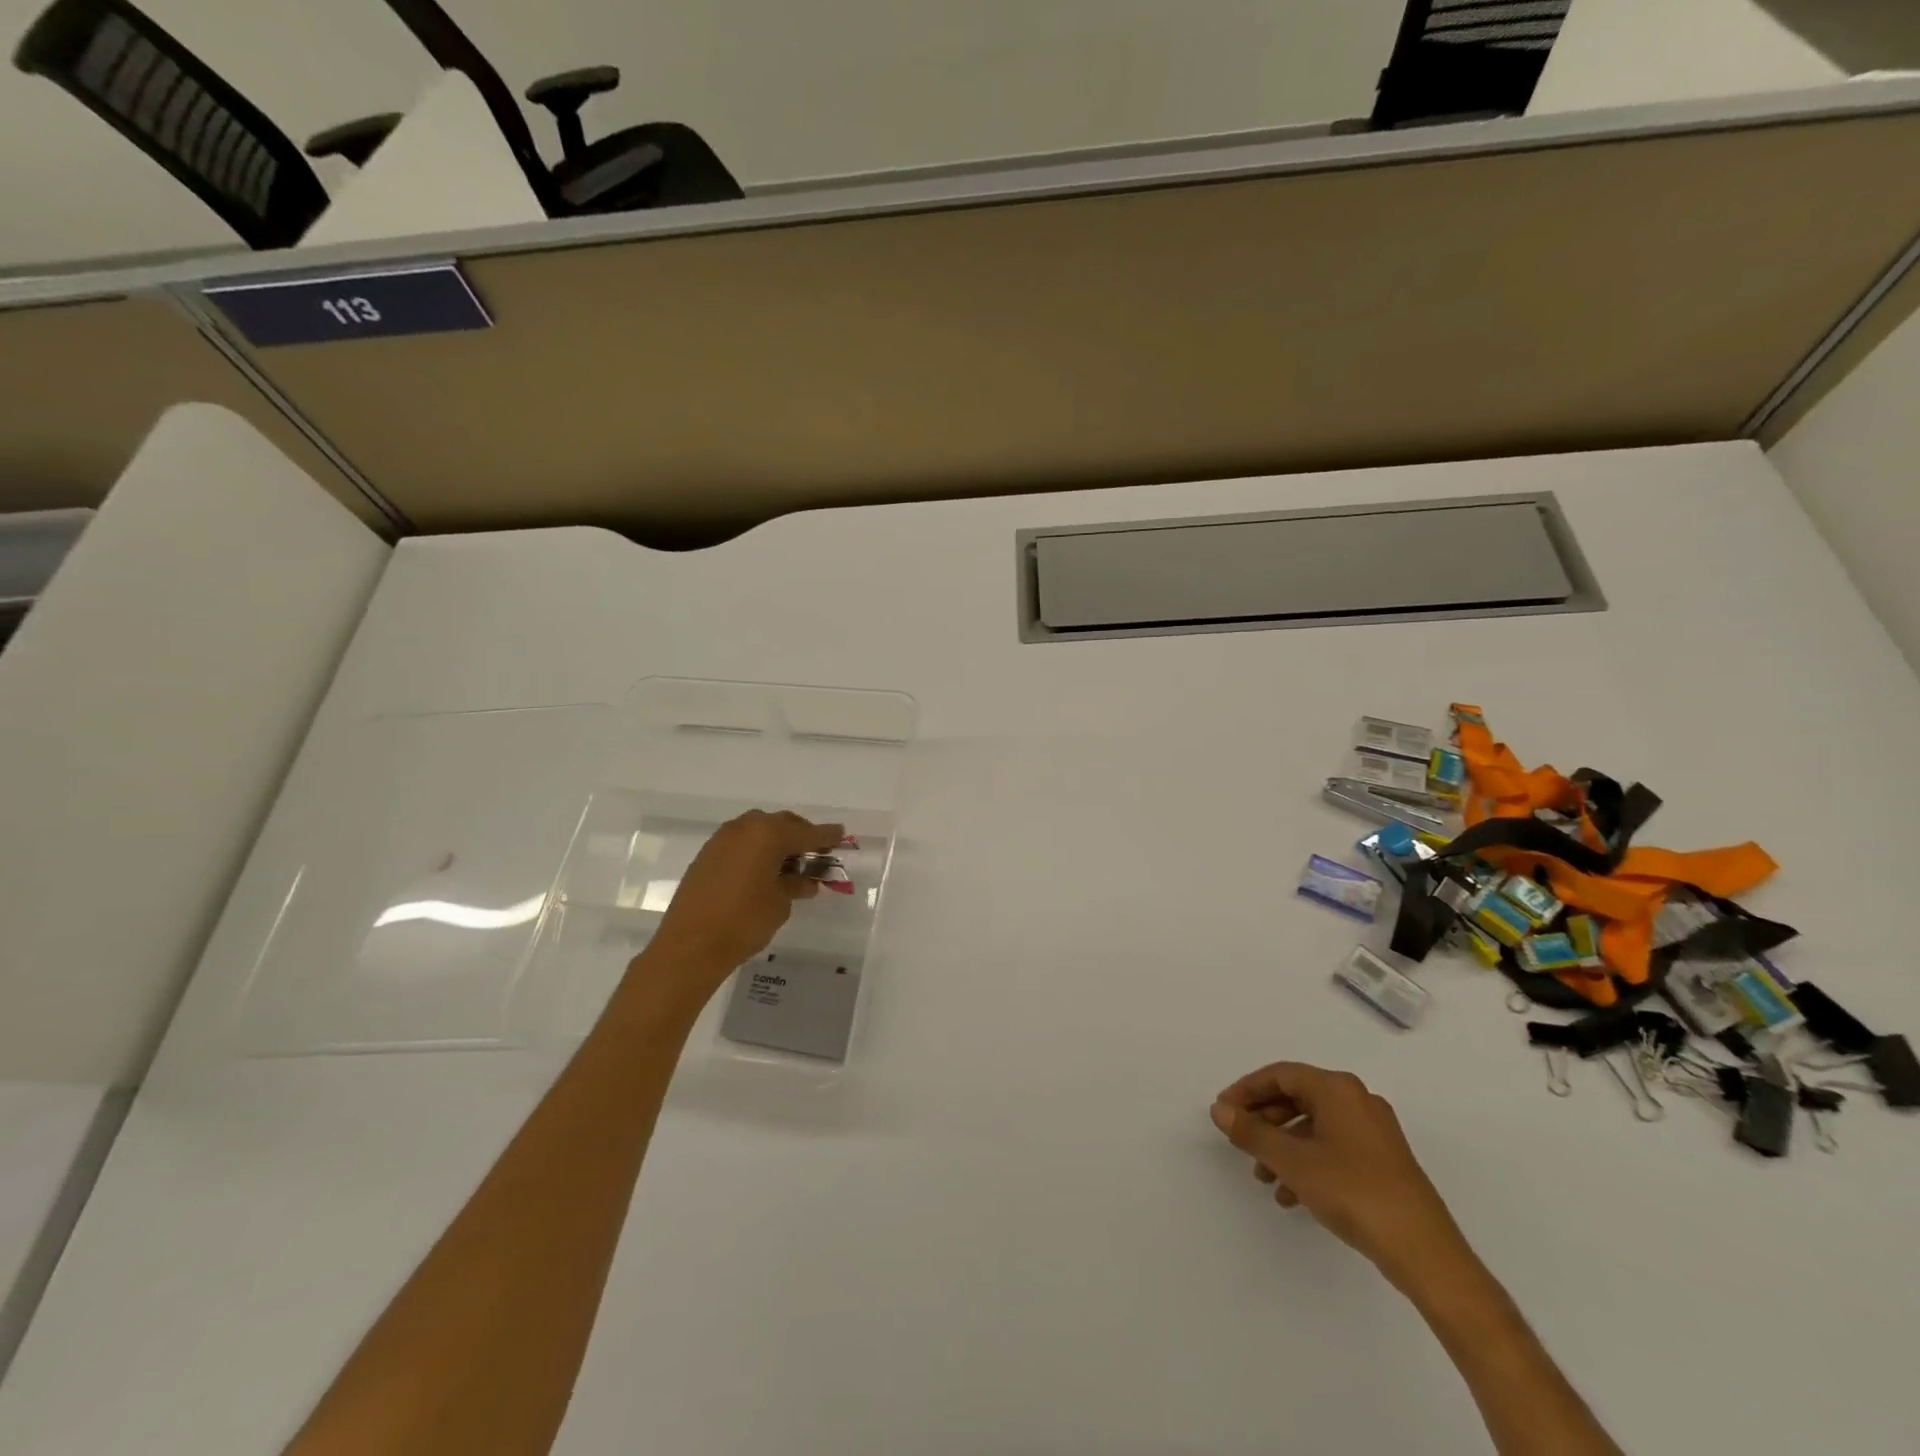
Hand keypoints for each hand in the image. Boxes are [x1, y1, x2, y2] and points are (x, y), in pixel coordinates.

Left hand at [639, 810, 845, 992]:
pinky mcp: (707, 855)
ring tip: (790, 864)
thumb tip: (804, 880)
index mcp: (768, 835)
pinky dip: (756, 850)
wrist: (689, 946)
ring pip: (759, 831)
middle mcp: (745, 828)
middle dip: (801, 836)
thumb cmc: (743, 922)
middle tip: (817, 852)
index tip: (842, 835)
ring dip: (777, 842)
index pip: (806, 832)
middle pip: (782, 824)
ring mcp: (722, 839)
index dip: (826, 835)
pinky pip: (741, 843)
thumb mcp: (780, 904)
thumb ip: (795, 885)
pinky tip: (764, 870)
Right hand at [1210, 1063, 1473, 1293]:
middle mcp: (1357, 1100)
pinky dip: (1308, 1162)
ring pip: (1314, 1126)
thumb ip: (1251, 1132)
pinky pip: (1333, 1147)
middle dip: (1265, 1121)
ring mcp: (1374, 1132)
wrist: (1425, 1253)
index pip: (1280, 1075)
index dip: (1247, 1090)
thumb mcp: (1292, 1161)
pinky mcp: (1384, 1162)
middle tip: (1240, 1141)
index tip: (1224, 1112)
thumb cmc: (1353, 1191)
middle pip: (1297, 1097)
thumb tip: (1220, 1110)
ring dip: (1283, 1146)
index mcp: (1337, 1089)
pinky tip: (1293, 1195)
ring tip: (1264, 1177)